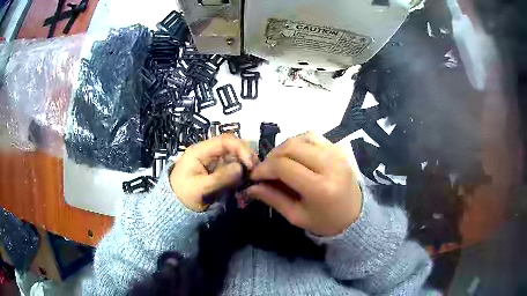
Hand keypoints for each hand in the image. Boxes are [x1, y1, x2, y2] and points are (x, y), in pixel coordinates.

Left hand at [170, 134, 255, 211]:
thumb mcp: (199, 188)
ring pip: (236, 158)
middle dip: (246, 157)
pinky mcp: (219, 171)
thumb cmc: (183, 195)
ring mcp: (215, 162)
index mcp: (200, 151)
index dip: (241, 148)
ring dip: (245, 167)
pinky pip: (234, 169)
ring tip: (251, 180)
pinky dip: (242, 175)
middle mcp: (210, 153)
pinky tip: (245, 184)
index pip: (225, 141)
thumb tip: (240, 168)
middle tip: (255, 172)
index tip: (250, 164)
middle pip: (233, 147)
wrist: (175, 207)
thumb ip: (220, 178)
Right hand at [247, 132, 361, 236]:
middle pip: (291, 147)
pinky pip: (313, 136)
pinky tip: (295, 154)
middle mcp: (329, 164)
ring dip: (284, 148)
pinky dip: (298, 142)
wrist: (355, 215)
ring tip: (278, 162)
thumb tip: (251, 187)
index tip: (255, 176)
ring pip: (301, 138)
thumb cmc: (325, 221)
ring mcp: (336, 153)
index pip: (284, 166)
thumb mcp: (297, 216)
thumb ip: (273, 199)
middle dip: (271, 157)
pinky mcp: (338, 149)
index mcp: (320, 187)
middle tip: (265, 170)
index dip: (264, 168)